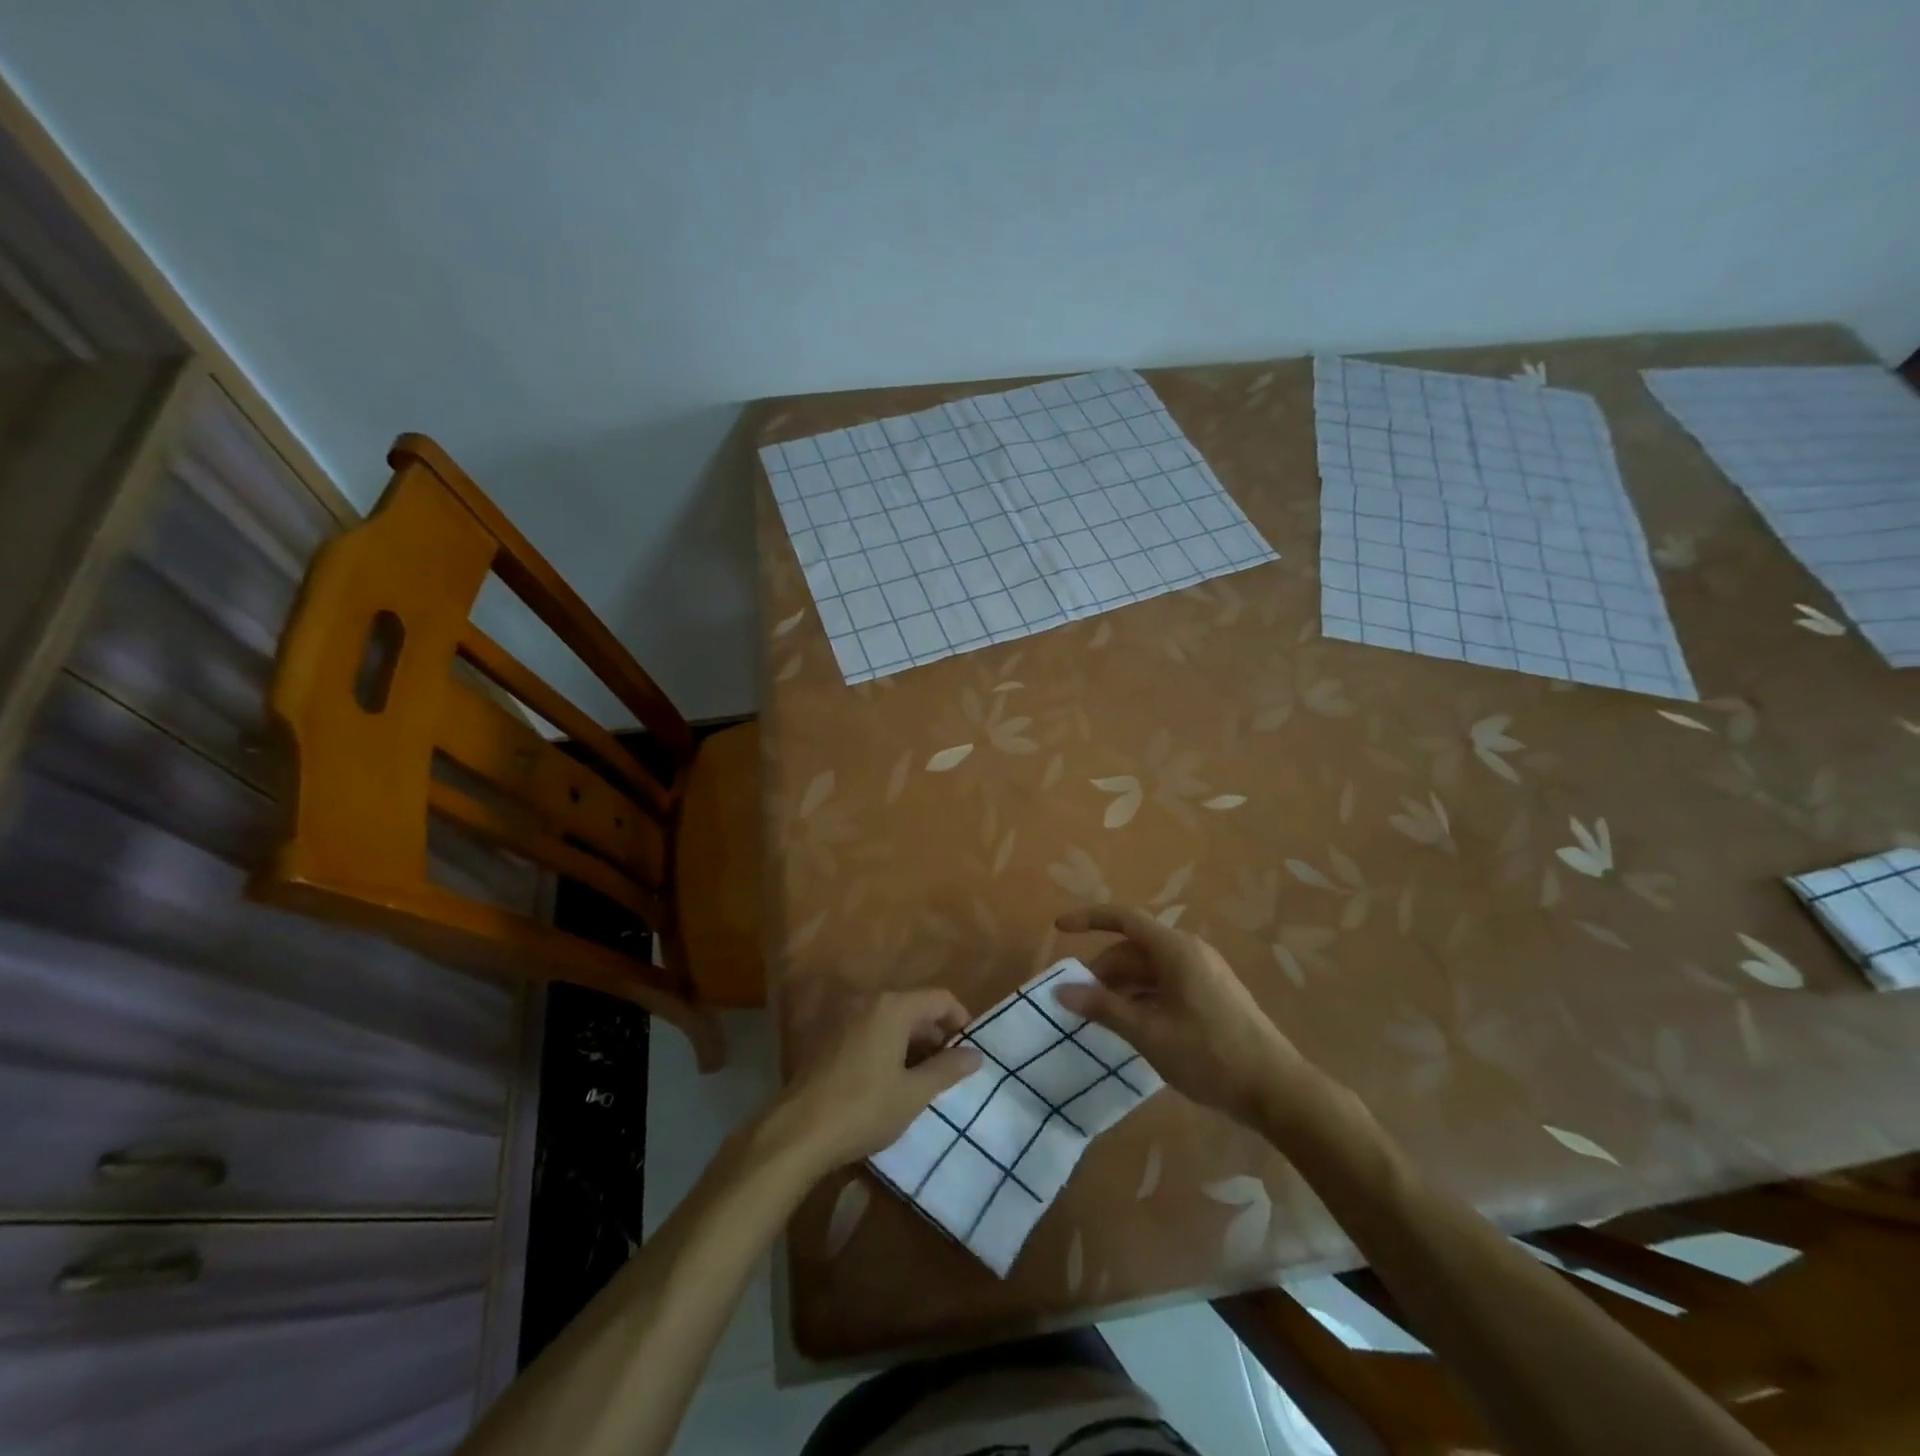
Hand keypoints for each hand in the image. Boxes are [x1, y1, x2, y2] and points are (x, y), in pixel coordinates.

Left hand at [769, 989, 980, 1174]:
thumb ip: (947, 1069)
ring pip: (892, 1020)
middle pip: (915, 1007)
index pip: (940, 998)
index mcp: (893, 1007)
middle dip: (936, 1035)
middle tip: (948, 1071)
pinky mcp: (829, 1037)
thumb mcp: (914, 1093)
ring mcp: (845, 1017)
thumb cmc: (864, 1108)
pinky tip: (890, 1080)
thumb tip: (976, 1055)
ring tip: (921, 1079)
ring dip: (912, 1043)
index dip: (960, 1020)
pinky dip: (888, 1046)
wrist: (798, 1132)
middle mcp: (869, 1002)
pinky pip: (870, 1030)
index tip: (969, 1051)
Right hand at [1053, 905, 1305, 1125]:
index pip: (1123, 919)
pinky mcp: (1211, 995)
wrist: (1275, 1089)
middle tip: (1078, 1000)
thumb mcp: (1148, 1032)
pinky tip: (1132, 1026)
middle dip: (1103, 970)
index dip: (1089, 919)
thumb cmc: (1208, 1054)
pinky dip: (1142, 997)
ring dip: (1121, 987)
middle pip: (1134, 948)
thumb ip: (1103, 1008)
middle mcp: (1189, 952)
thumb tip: (1062, 990)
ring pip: (1149, 969)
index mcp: (1175, 950)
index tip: (1058, 928)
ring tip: (1100, 1017)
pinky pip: (1166, 984)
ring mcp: (1203, 973)